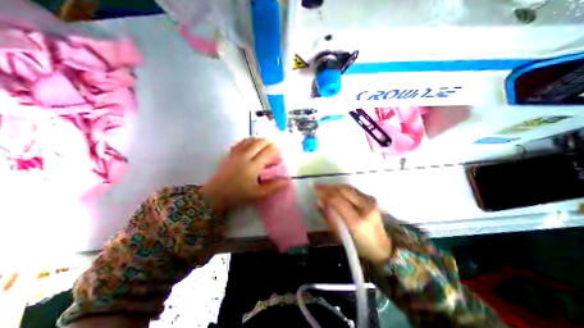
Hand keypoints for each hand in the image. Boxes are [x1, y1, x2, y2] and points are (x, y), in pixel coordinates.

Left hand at [200, 139, 287, 212]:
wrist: (216, 194)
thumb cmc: (239, 195)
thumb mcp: (258, 193)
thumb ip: (273, 186)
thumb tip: (287, 181)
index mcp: (253, 166)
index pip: (267, 152)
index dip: (275, 149)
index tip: (280, 149)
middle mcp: (245, 157)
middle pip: (259, 143)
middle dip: (268, 141)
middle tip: (274, 144)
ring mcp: (236, 154)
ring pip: (249, 140)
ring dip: (259, 139)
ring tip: (265, 142)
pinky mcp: (230, 154)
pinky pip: (240, 142)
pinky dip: (248, 140)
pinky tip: (250, 142)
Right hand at [315, 184, 391, 263]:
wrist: (382, 247)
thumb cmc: (359, 245)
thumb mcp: (340, 236)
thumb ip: (329, 217)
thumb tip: (319, 202)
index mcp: (357, 221)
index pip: (337, 200)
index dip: (325, 192)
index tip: (315, 188)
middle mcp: (365, 207)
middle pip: (344, 190)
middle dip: (329, 187)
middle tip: (318, 187)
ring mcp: (371, 201)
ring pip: (349, 188)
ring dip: (335, 187)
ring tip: (325, 188)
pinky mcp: (372, 199)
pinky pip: (353, 190)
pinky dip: (342, 189)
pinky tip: (336, 192)